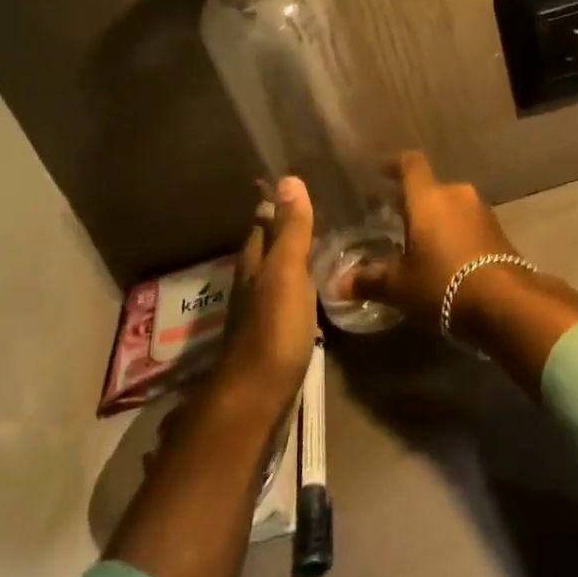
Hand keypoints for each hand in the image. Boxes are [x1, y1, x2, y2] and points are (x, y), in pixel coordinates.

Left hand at [215, 176, 317, 417]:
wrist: (257, 397)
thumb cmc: (273, 329)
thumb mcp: (286, 273)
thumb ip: (291, 230)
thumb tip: (289, 178)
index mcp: (254, 263)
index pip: (263, 221)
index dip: (276, 202)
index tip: (296, 179)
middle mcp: (253, 281)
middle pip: (267, 245)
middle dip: (285, 226)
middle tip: (318, 205)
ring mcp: (262, 309)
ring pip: (277, 270)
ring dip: (294, 254)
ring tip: (324, 238)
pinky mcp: (275, 333)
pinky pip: (289, 294)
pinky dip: (301, 281)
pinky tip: (318, 283)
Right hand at [344, 151, 522, 332]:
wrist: (504, 301)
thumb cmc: (442, 284)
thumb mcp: (400, 286)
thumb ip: (370, 280)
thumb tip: (338, 285)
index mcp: (428, 197)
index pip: (411, 164)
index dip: (395, 165)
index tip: (381, 171)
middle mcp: (456, 194)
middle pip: (431, 189)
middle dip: (414, 202)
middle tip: (396, 219)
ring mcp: (481, 211)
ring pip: (452, 206)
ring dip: (437, 219)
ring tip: (421, 243)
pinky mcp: (498, 230)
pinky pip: (469, 223)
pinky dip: (456, 233)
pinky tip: (448, 257)